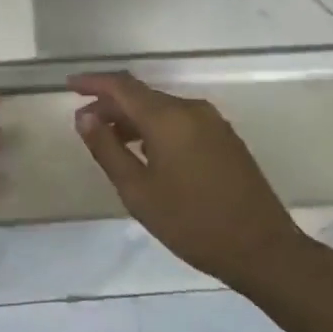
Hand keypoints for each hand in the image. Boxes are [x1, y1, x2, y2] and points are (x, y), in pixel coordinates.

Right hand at [71, 72, 302, 290]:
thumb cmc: (193, 223)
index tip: (69, 85)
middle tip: (85, 122)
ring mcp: (212, 121)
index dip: (93, 82)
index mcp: (168, 117)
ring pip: (162, 108)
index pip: (122, 86)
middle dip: (111, 104)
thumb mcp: (139, 192)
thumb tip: (84, 116)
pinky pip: (180, 120)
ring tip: (110, 140)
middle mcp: (191, 108)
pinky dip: (156, 127)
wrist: (263, 249)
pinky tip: (146, 151)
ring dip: (134, 118)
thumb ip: (107, 149)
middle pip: (142, 95)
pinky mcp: (225, 137)